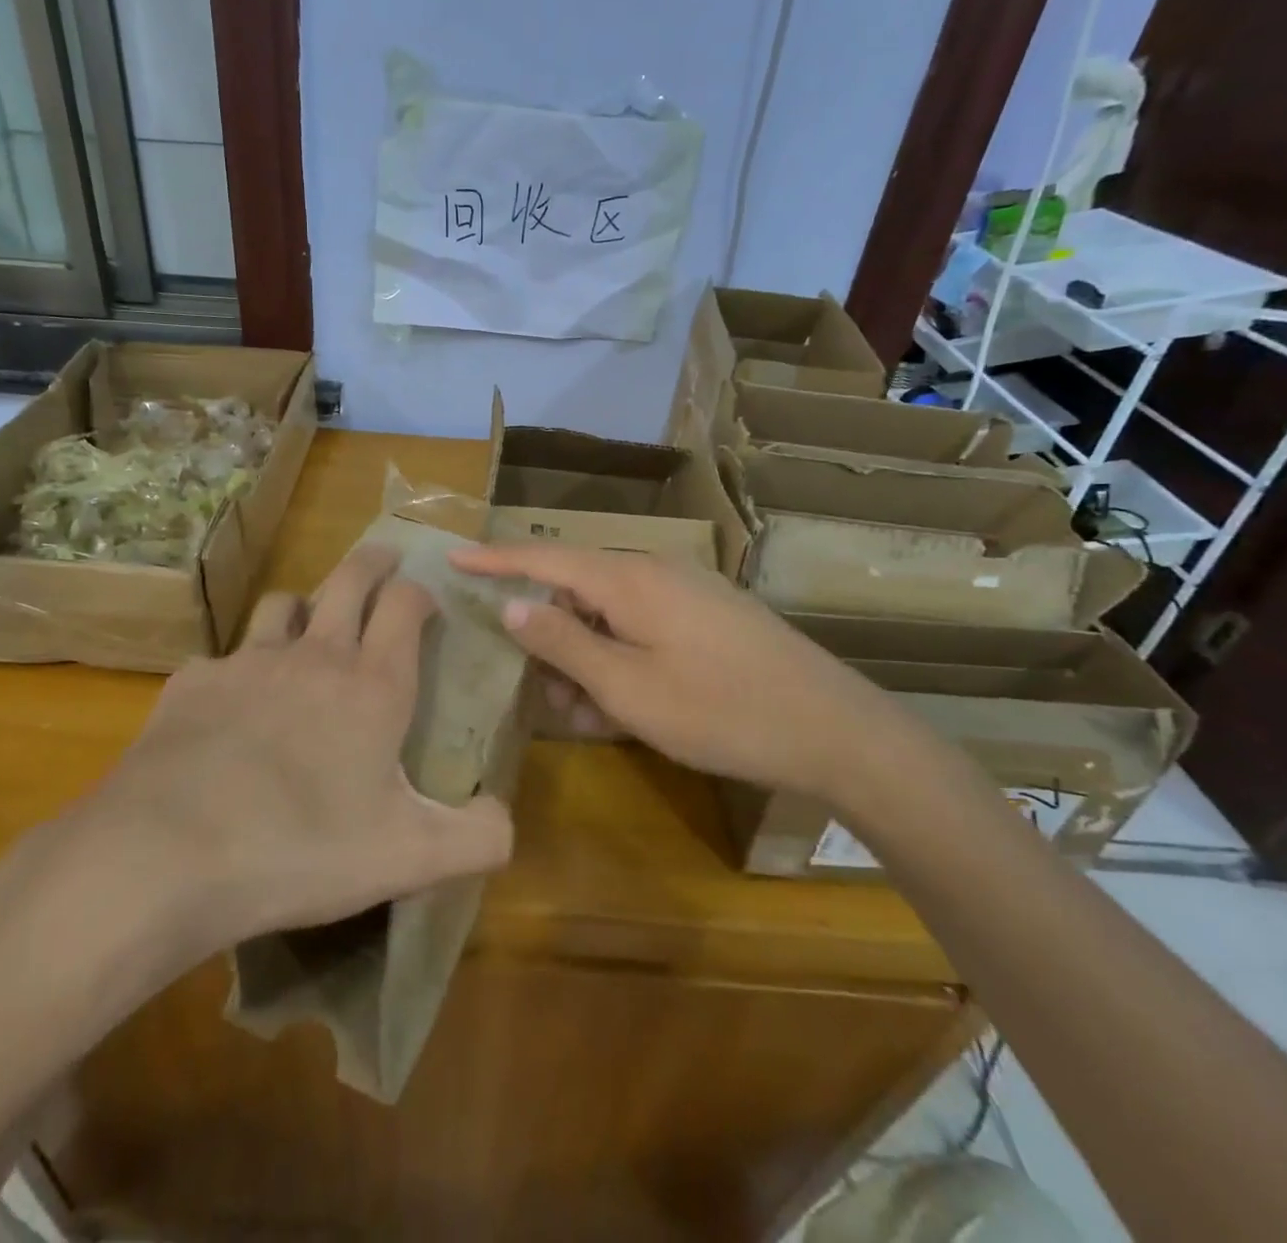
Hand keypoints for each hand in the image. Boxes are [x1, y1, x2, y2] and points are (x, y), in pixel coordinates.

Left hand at [0, 545, 512, 1056]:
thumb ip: (477, 837)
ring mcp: (248, 662)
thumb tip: (504, 815)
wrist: (168, 855)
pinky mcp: (193, 683)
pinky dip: (238, 668)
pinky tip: (231, 704)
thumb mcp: (409, 857)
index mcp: (372, 685)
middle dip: (373, 562)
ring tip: (310, 626)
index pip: (406, 605)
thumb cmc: (302, 848)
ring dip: (305, 605)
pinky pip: (223, 658)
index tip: (428, 601)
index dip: (421, 592)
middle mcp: (314, 657)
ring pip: (284, 604)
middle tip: (384, 559)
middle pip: (349, 579)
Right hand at [450, 543, 909, 801]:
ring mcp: (685, 593)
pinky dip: (621, 661)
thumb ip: (563, 642)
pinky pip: (642, 628)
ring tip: (590, 715)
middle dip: (550, 638)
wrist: (834, 731)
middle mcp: (654, 572)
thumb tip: (512, 604)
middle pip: (576, 590)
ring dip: (587, 659)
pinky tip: (626, 708)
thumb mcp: (627, 687)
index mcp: (629, 579)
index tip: (453, 556)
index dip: (495, 558)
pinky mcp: (706, 618)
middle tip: (544, 693)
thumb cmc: (720, 711)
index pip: (544, 558)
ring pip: (609, 616)